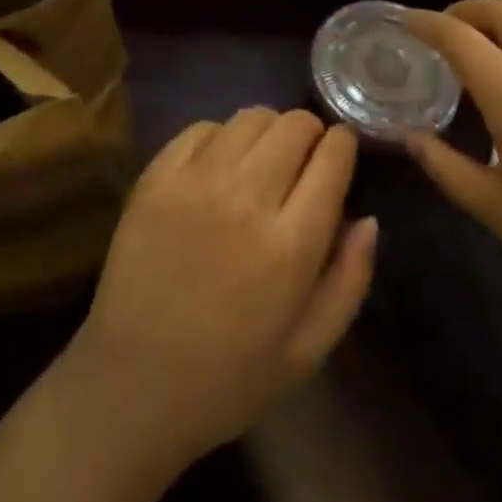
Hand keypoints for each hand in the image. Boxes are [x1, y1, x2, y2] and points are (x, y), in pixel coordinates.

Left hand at [64, 109, 377, 461]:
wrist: (133, 384)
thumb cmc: (229, 378)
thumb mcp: (308, 351)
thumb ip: (349, 280)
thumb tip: (368, 218)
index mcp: (290, 245)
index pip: (332, 157)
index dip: (343, 145)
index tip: (341, 151)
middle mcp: (246, 198)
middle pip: (293, 125)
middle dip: (310, 133)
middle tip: (304, 157)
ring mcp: (196, 182)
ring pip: (250, 117)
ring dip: (268, 130)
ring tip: (263, 159)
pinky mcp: (156, 176)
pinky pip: (201, 127)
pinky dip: (221, 137)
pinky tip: (219, 166)